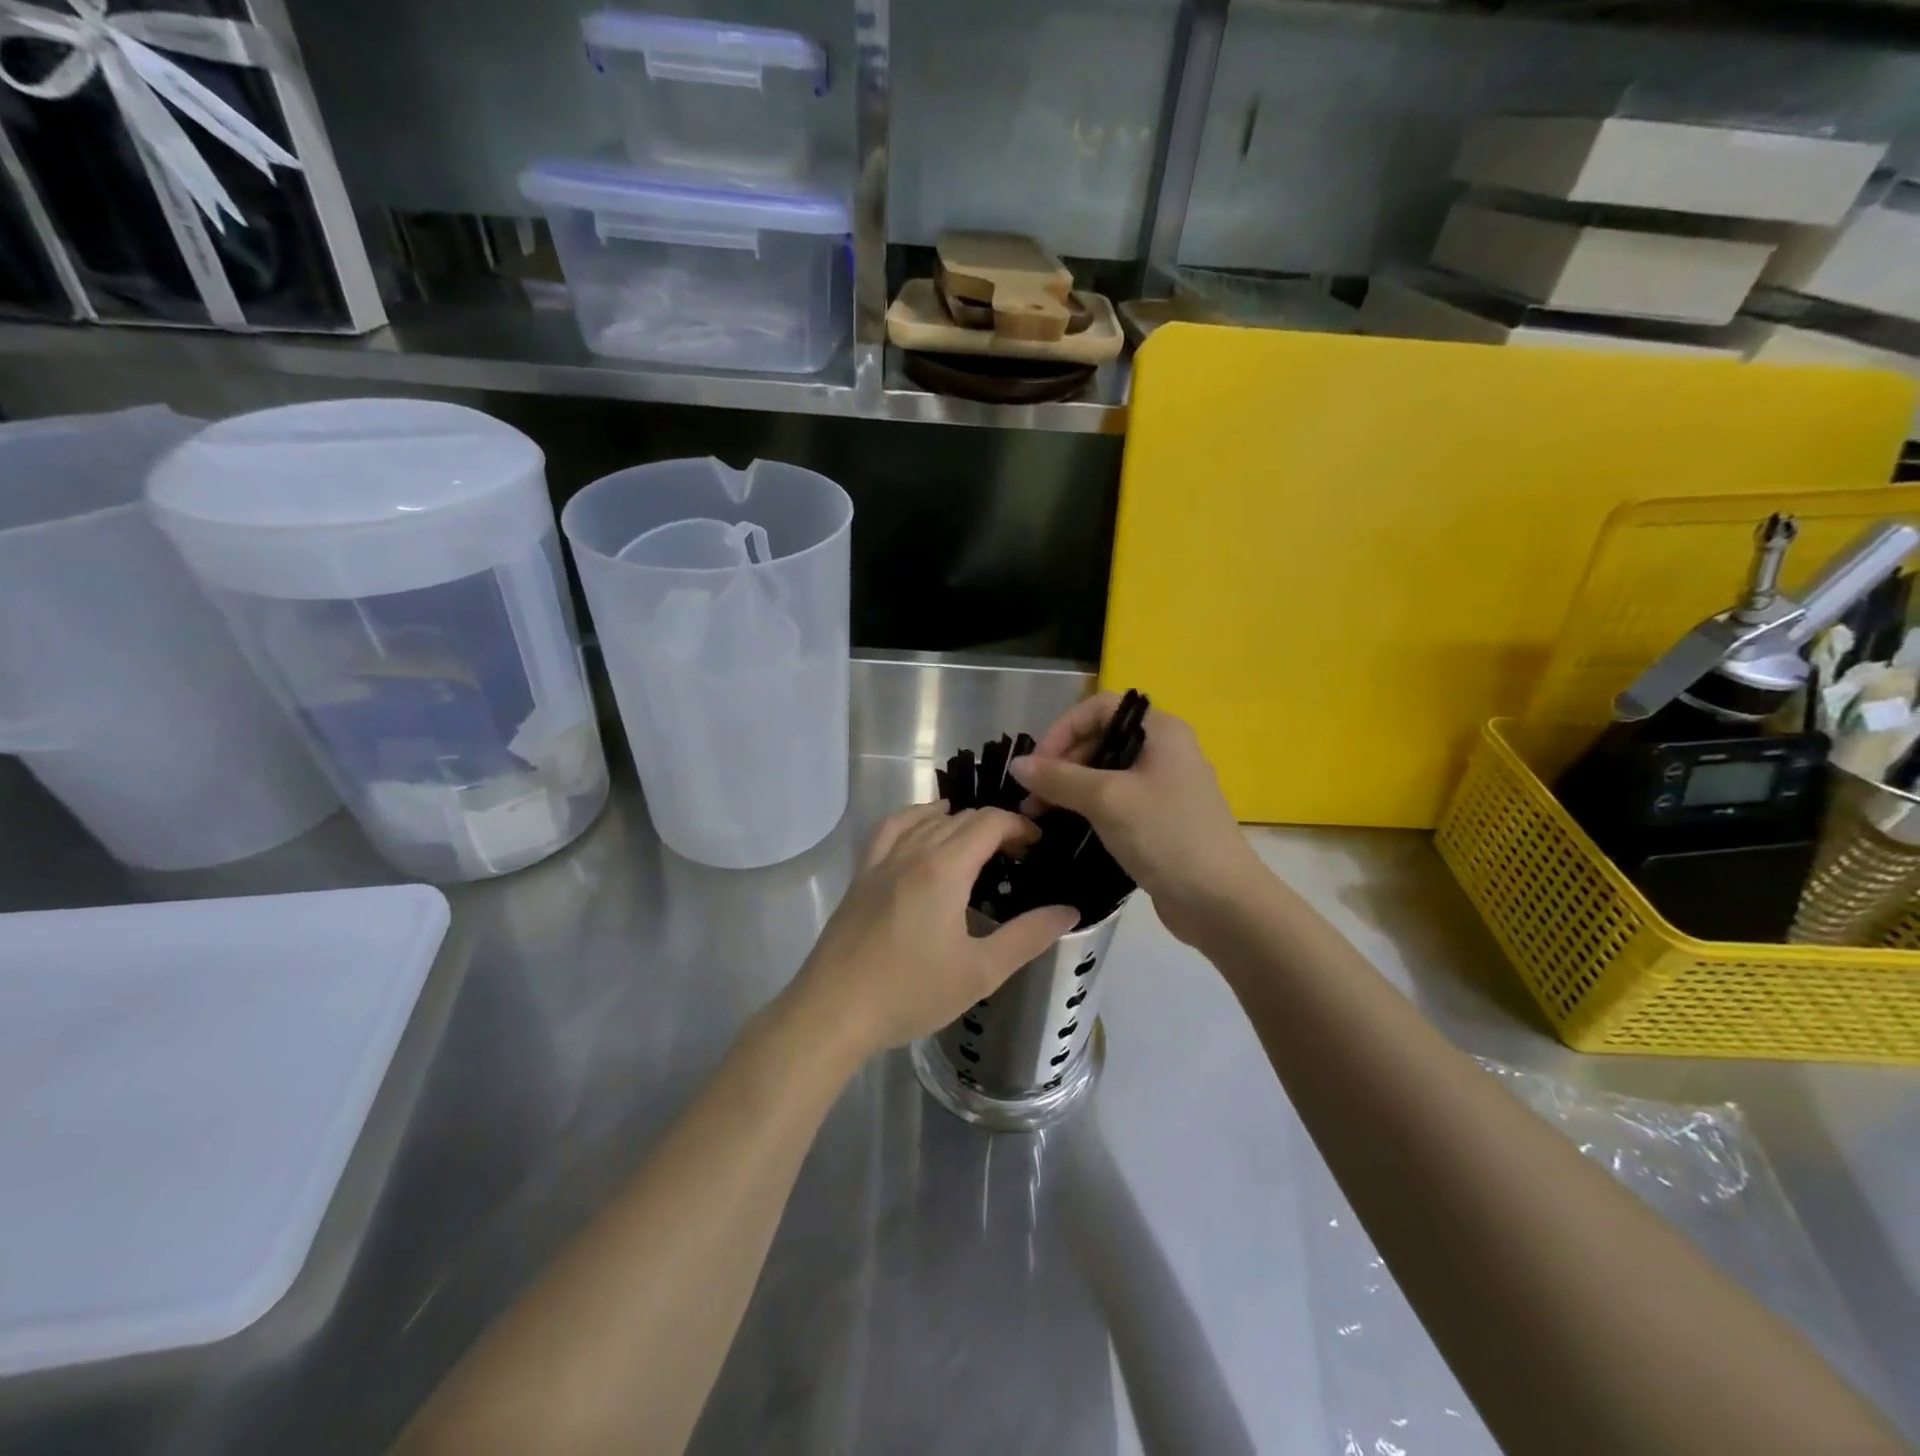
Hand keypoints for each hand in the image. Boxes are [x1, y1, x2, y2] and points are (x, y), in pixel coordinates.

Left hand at [791, 802, 1079, 1059]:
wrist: (833, 1011)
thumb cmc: (910, 992)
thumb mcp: (980, 972)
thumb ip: (1027, 937)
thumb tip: (1069, 911)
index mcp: (944, 869)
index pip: (989, 822)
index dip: (1019, 826)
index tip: (1038, 846)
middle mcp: (912, 851)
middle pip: (961, 818)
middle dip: (995, 826)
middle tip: (1017, 856)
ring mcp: (881, 860)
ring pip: (926, 818)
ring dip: (958, 821)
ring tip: (979, 842)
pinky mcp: (862, 874)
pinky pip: (890, 828)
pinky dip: (914, 818)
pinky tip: (923, 830)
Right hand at [1009, 694, 1264, 945]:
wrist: (1220, 901)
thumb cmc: (1166, 836)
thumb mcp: (1107, 800)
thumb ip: (1059, 778)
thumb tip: (1017, 765)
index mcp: (1161, 731)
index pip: (1100, 709)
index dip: (1064, 729)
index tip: (1039, 763)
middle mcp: (1164, 751)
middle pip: (1100, 740)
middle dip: (1062, 763)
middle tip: (1032, 796)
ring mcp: (1163, 787)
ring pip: (1105, 774)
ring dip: (1069, 789)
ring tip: (1038, 815)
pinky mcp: (1158, 819)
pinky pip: (1115, 801)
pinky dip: (1087, 809)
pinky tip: (1065, 827)